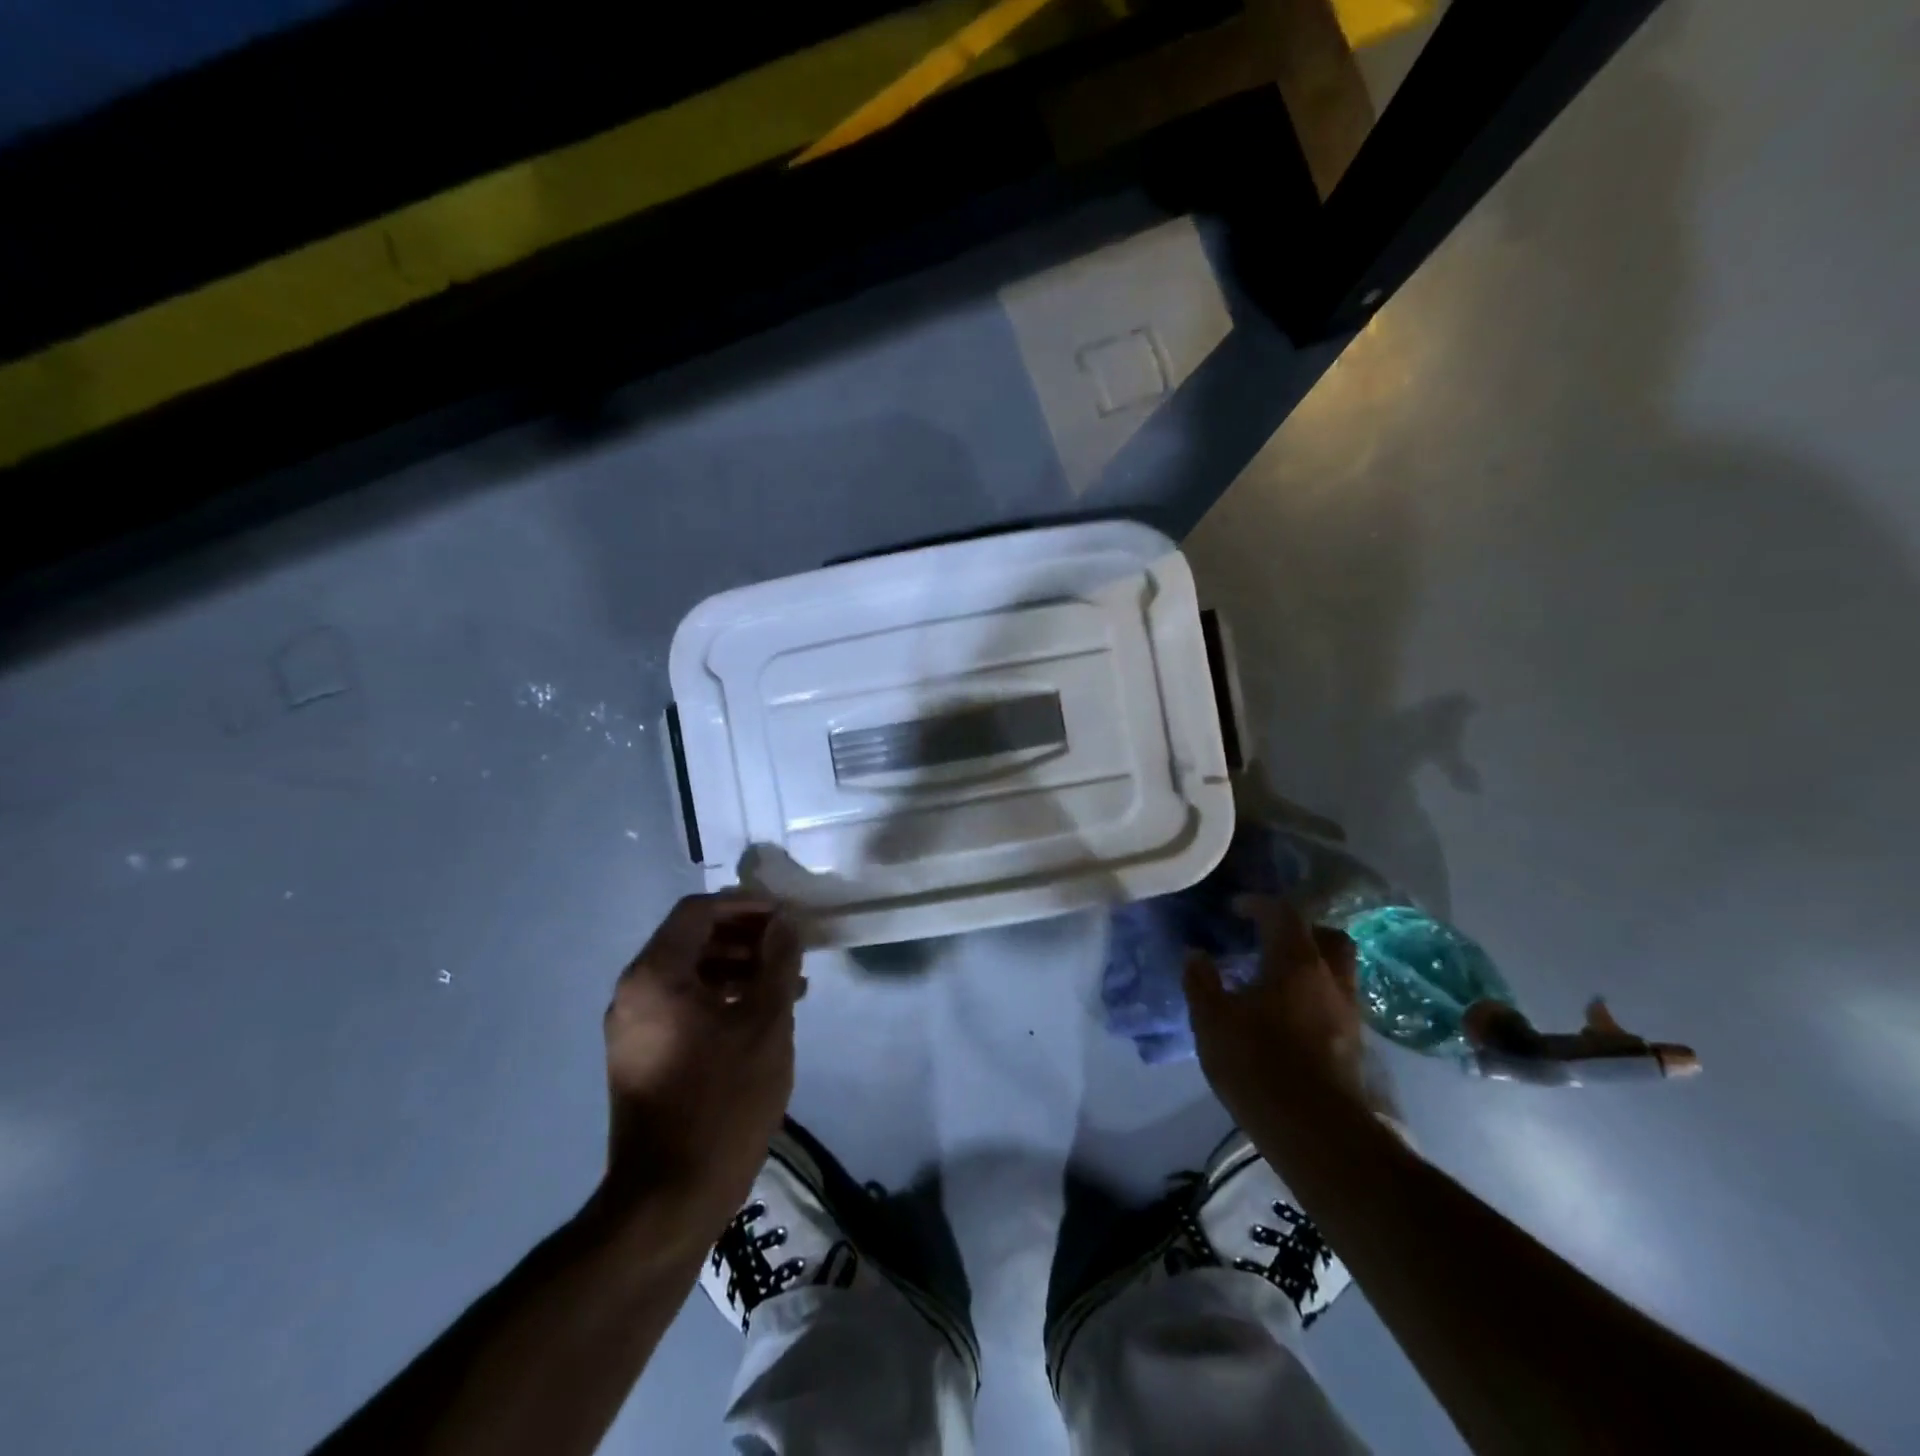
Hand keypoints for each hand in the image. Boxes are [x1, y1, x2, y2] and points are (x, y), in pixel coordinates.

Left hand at [600, 894, 804, 1242]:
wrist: (669, 1199)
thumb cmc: (723, 1100)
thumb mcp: (765, 1022)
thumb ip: (777, 961)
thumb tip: (783, 922)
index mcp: (655, 976)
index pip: (698, 911)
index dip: (745, 905)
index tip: (785, 917)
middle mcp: (634, 993)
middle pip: (692, 939)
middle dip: (745, 937)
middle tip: (790, 948)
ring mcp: (633, 1027)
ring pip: (690, 974)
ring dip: (738, 968)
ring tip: (787, 983)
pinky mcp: (642, 1055)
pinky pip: (683, 1005)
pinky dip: (721, 998)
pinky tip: (760, 1015)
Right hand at [1184, 895, 1368, 1126]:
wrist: (1316, 1133)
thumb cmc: (1258, 1064)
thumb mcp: (1211, 1020)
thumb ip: (1201, 982)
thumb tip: (1196, 954)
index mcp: (1296, 962)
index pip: (1283, 914)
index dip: (1257, 904)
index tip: (1234, 909)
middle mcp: (1330, 979)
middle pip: (1326, 936)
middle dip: (1299, 929)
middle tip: (1268, 938)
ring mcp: (1348, 1013)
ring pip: (1337, 970)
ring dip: (1312, 964)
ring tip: (1277, 978)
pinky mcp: (1354, 1045)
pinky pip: (1337, 1001)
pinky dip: (1316, 995)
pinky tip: (1290, 1014)